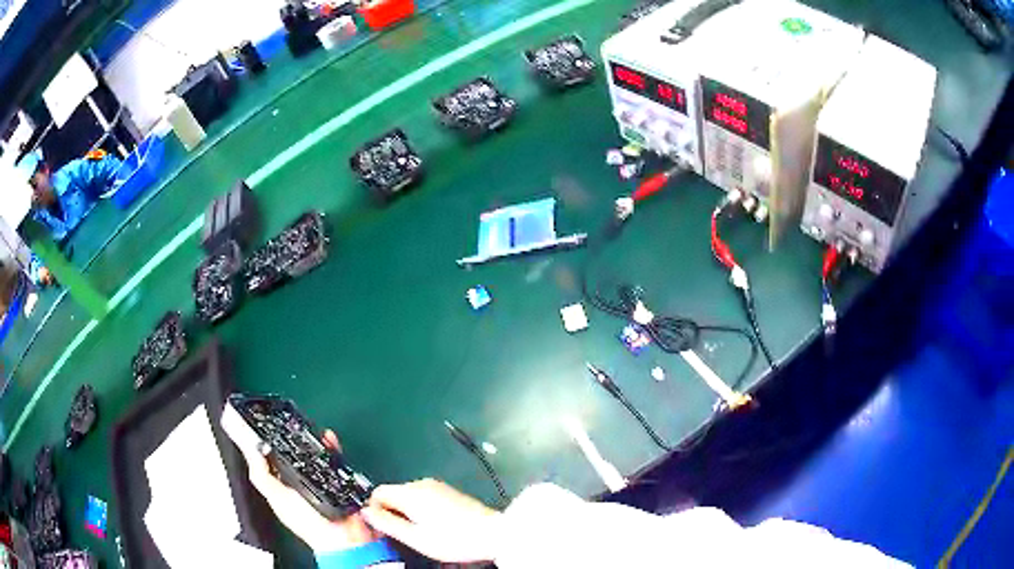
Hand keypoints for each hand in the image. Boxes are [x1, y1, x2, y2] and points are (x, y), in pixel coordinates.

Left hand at [237, 429, 374, 552]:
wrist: (345, 537)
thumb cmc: (309, 522)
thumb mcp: (279, 499)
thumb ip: (262, 477)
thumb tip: (250, 450)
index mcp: (281, 487)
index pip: (268, 461)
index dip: (262, 444)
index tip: (259, 425)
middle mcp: (298, 482)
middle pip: (290, 454)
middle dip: (288, 438)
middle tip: (285, 421)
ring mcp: (318, 480)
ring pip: (311, 453)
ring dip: (310, 440)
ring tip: (306, 426)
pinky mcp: (337, 479)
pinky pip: (333, 458)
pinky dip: (331, 447)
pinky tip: (327, 439)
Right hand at [362, 478, 501, 562]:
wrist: (493, 534)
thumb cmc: (454, 539)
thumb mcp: (415, 537)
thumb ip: (387, 523)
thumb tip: (366, 512)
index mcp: (411, 493)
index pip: (378, 492)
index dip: (374, 509)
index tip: (381, 527)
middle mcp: (422, 484)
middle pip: (394, 493)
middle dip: (391, 511)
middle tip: (402, 533)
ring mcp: (437, 486)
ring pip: (409, 495)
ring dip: (407, 511)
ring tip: (421, 532)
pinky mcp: (448, 492)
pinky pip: (424, 497)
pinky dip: (421, 509)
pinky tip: (434, 525)